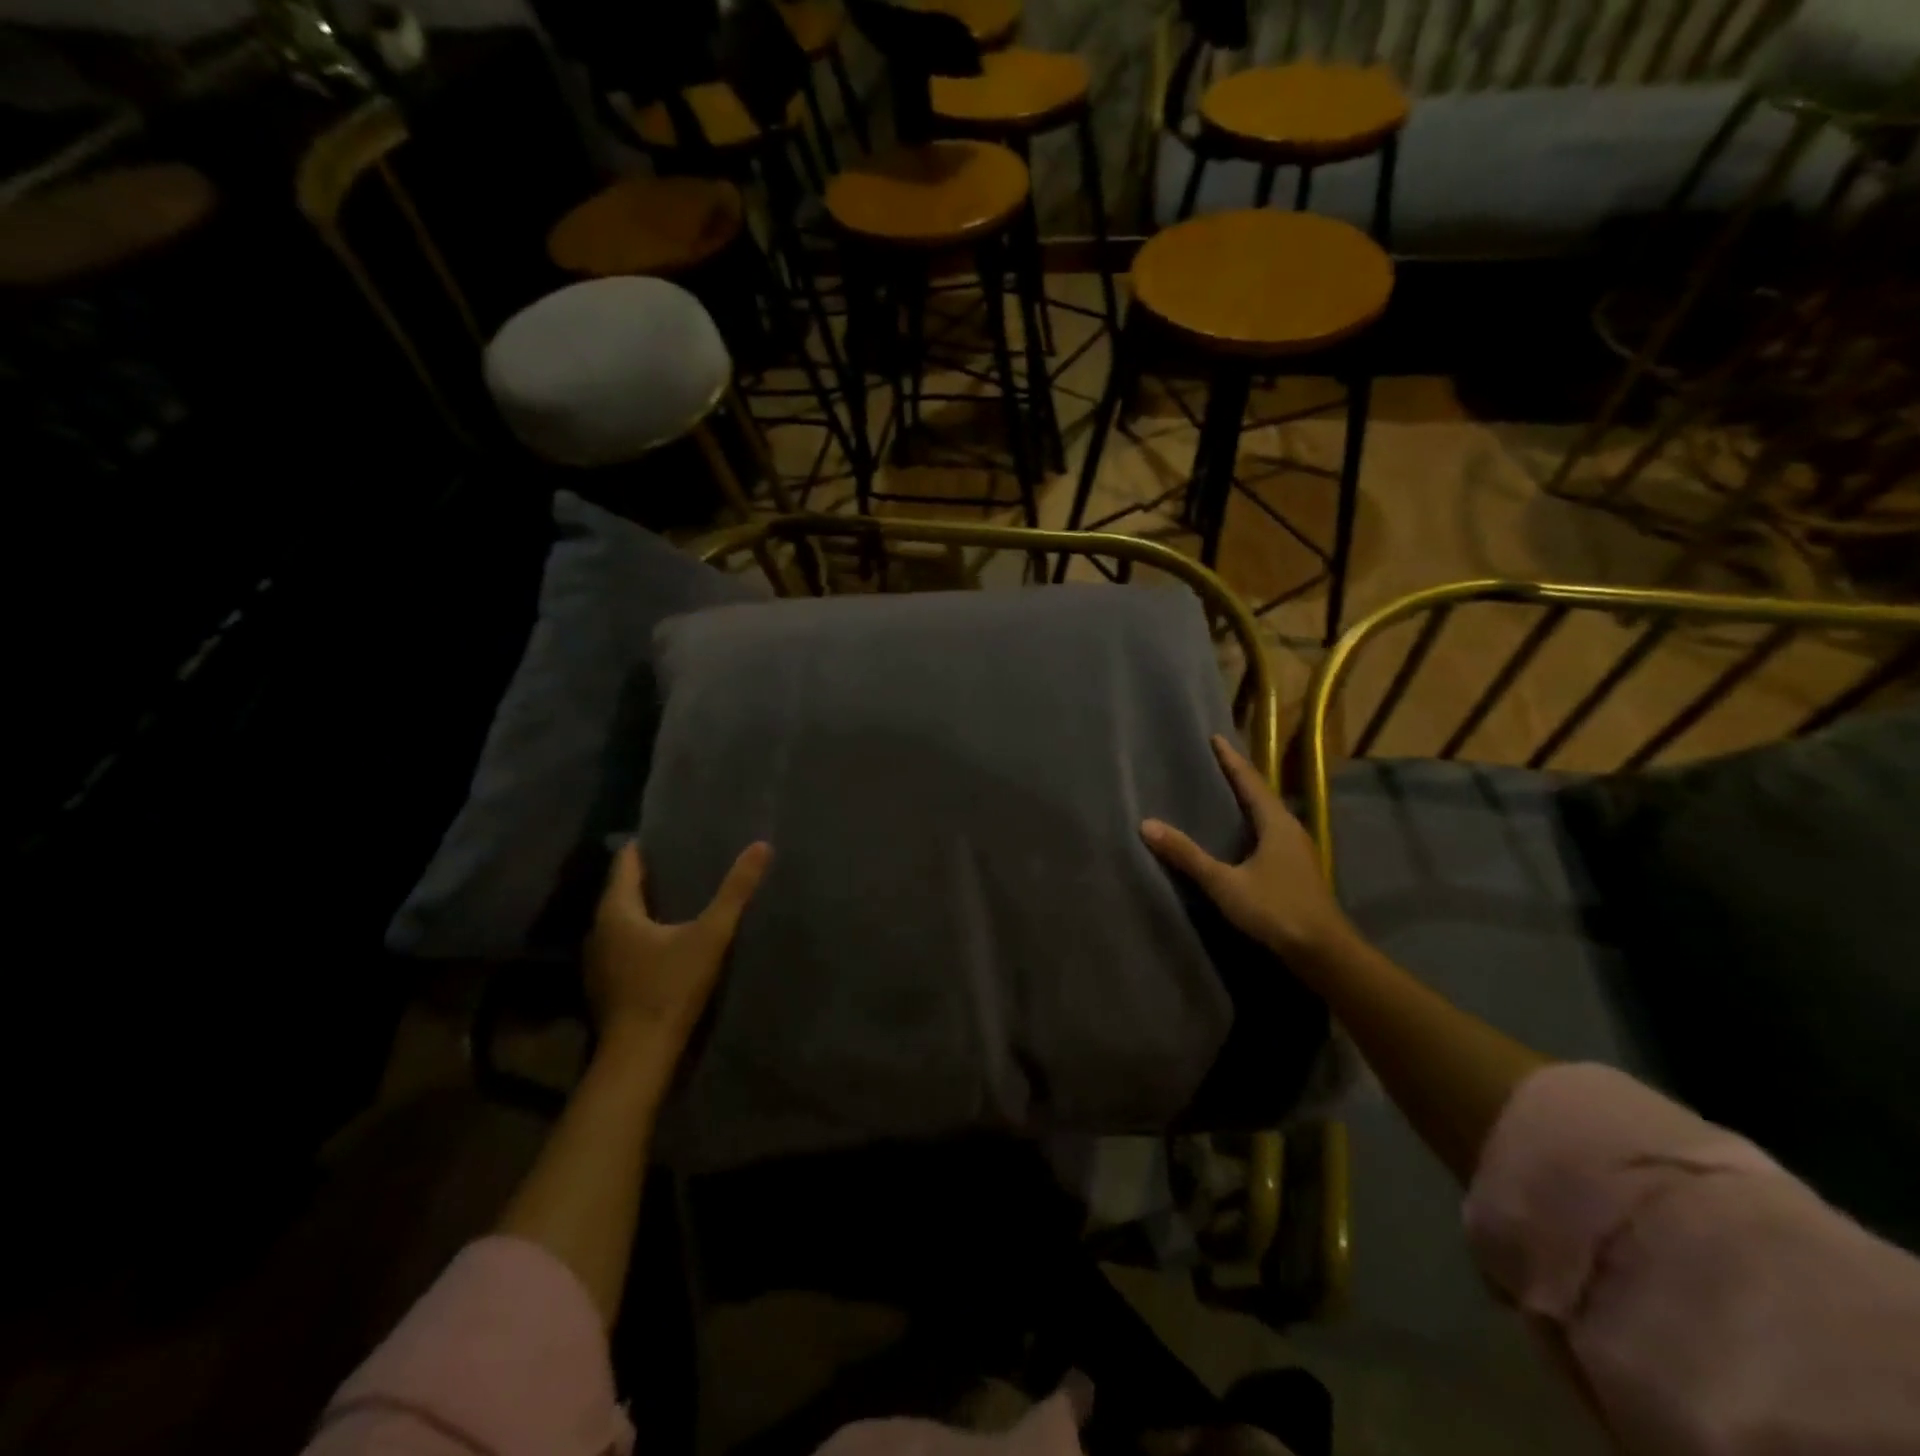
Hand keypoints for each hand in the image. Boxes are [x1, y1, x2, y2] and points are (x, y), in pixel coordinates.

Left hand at [585, 839, 771, 1053]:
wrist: (639, 1055)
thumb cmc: (670, 987)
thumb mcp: (711, 935)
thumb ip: (735, 891)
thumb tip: (760, 846)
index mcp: (616, 911)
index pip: (626, 863)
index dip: (646, 845)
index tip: (670, 832)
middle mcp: (598, 930)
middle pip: (622, 891)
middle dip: (649, 874)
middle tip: (683, 858)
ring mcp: (598, 961)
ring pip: (621, 920)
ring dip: (644, 907)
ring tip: (678, 893)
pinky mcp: (606, 984)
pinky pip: (623, 944)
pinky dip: (641, 933)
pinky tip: (666, 937)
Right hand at [1141, 735, 1353, 964]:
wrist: (1323, 952)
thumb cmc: (1276, 909)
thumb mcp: (1225, 883)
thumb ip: (1187, 855)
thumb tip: (1147, 824)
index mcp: (1277, 823)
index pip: (1250, 782)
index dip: (1232, 760)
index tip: (1216, 738)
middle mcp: (1291, 830)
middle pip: (1262, 794)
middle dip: (1240, 777)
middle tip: (1216, 761)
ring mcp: (1298, 852)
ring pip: (1269, 815)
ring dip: (1248, 801)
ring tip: (1225, 793)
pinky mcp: (1298, 871)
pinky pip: (1271, 834)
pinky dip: (1254, 824)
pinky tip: (1242, 836)